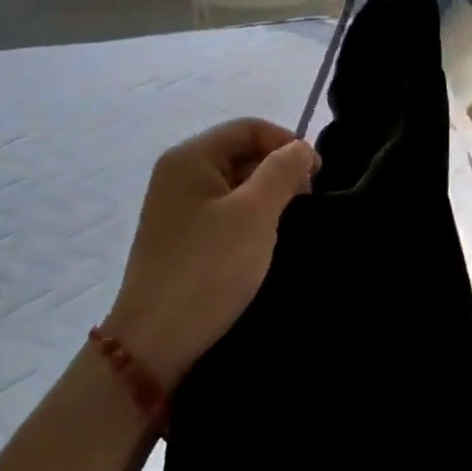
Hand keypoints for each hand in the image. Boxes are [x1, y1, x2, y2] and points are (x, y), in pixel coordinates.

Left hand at [103, 118, 317, 388]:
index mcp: (190, 157)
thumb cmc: (208, 268)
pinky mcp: (181, 237)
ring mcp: (177, 207)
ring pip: (235, 183)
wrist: (155, 343)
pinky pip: (224, 210)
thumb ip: (283, 170)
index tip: (316, 175)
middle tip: (305, 202)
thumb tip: (300, 148)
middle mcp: (178, 174)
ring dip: (266, 196)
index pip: (250, 127)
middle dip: (278, 170)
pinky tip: (263, 242)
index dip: (287, 143)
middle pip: (241, 151)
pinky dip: (249, 218)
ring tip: (287, 224)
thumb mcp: (255, 213)